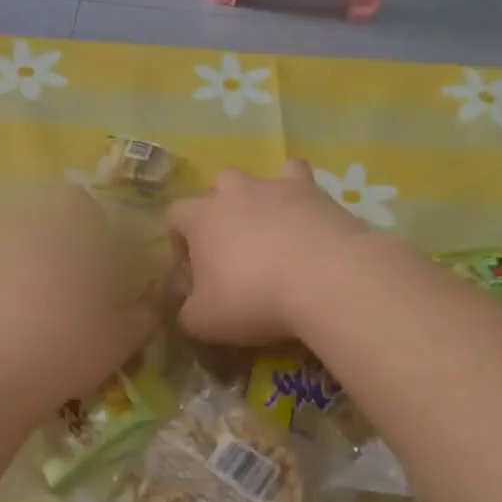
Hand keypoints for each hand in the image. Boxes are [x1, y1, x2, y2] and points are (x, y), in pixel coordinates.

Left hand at [0, 190, 159, 415]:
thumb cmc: (66, 347)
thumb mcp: (120, 339)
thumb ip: (142, 317)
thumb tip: (150, 308)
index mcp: (65, 230)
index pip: (76, 200)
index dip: (92, 223)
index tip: (104, 257)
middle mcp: (23, 229)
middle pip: (43, 221)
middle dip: (61, 245)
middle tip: (77, 284)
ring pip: (16, 245)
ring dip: (31, 265)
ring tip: (44, 306)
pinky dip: (4, 288)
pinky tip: (14, 322)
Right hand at [167, 160, 367, 344]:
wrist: (326, 280)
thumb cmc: (251, 298)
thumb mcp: (203, 322)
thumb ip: (187, 313)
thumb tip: (189, 309)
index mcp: (201, 217)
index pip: (175, 215)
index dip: (180, 242)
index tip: (193, 272)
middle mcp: (236, 192)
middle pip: (218, 186)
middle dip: (221, 212)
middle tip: (233, 249)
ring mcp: (279, 188)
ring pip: (263, 179)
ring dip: (262, 200)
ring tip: (273, 233)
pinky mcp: (319, 195)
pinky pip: (305, 184)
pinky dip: (303, 199)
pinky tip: (307, 222)